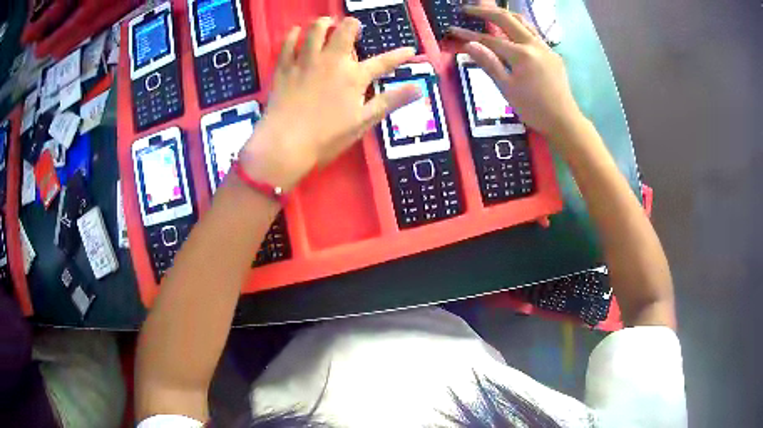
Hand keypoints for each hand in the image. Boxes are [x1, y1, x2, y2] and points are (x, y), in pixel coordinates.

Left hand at [239, 17, 419, 190]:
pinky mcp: (284, 67)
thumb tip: (419, 89)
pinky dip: (293, 35)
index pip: (383, 62)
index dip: (399, 55)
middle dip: (353, 25)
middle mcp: (331, 61)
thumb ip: (390, 101)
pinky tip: (297, 33)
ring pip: (315, 29)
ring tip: (327, 25)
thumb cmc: (326, 137)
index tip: (410, 50)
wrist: (284, 145)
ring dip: (324, 23)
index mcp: (354, 76)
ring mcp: (305, 61)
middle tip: (353, 30)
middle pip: (346, 30)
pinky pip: (288, 43)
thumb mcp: (363, 121)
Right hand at [449, 5, 583, 137]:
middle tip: (467, 9)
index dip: (468, 35)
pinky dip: (518, 26)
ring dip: (503, 14)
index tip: (452, 29)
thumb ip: (489, 63)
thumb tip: (469, 45)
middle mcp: (534, 44)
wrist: (564, 121)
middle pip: (507, 19)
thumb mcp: (507, 88)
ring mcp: (545, 47)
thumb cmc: (533, 109)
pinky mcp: (552, 53)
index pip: (489, 39)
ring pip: (523, 22)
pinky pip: (532, 33)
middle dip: (485, 11)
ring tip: (489, 11)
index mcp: (521, 54)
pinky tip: (511, 30)